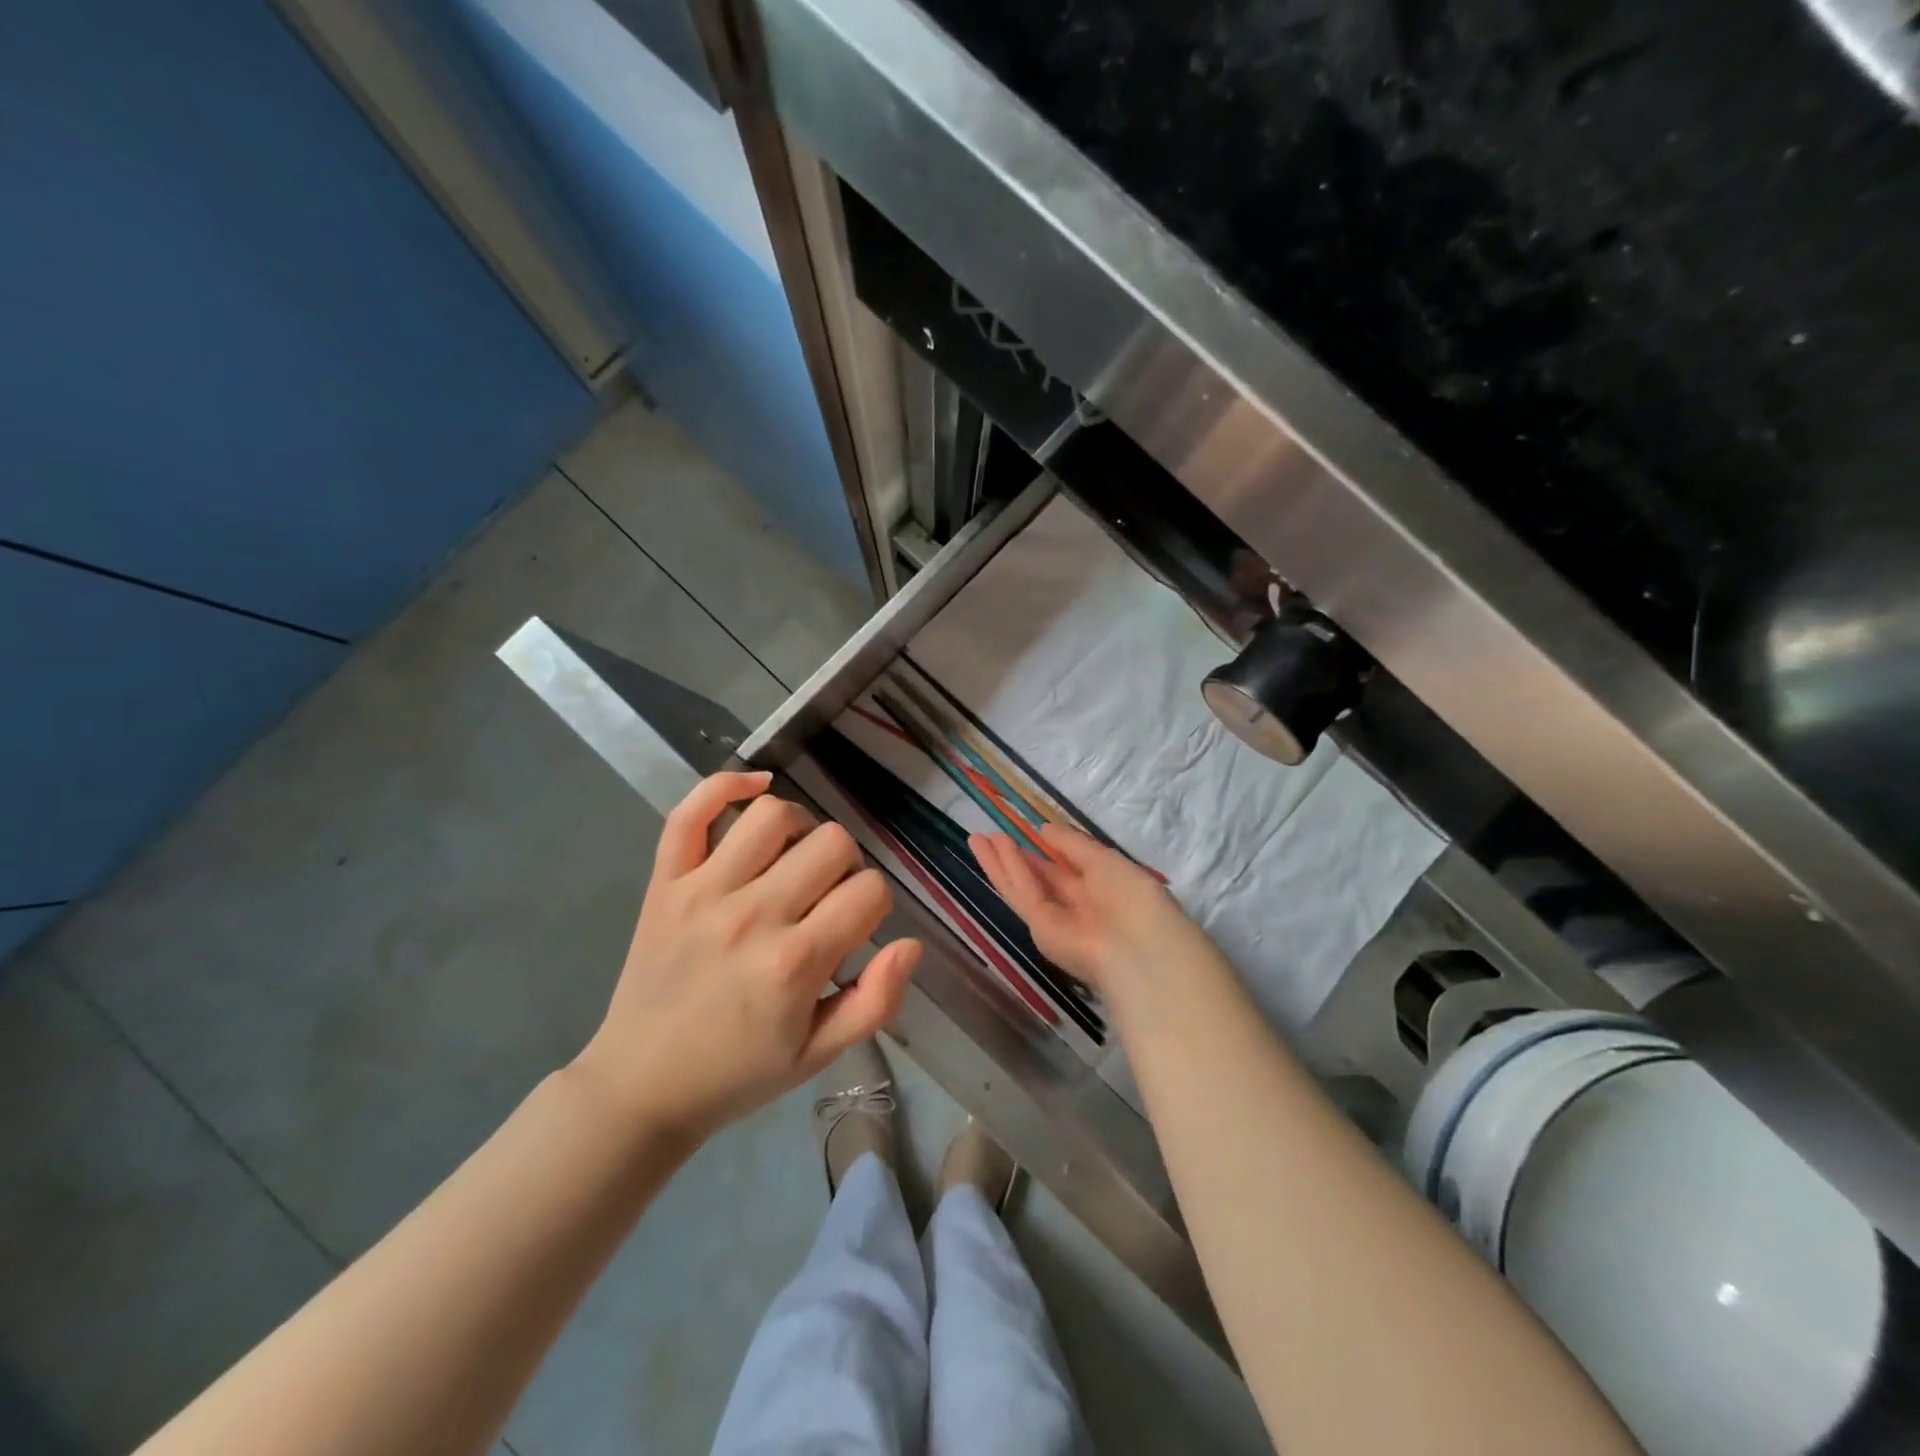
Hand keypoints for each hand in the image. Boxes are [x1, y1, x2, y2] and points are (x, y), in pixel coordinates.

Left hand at [574, 771, 920, 1145]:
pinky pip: (691, 811)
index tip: (853, 929)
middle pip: (832, 842)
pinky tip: (755, 788)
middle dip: (845, 867)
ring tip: (792, 860)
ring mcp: (703, 891)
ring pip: (773, 814)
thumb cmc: (737, 1073)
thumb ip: (876, 1002)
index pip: (870, 890)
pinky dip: (726, 785)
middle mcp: (752, 914)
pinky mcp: (665, 881)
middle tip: (824, 899)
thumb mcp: (819, 1055)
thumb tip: (910, 943)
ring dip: (799, 829)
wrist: (640, 1086)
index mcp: (795, 962)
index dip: (875, 905)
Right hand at [970, 823, 1224, 1002]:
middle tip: (990, 836)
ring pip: (1022, 886)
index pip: (1068, 870)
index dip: (1048, 852)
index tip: (1030, 833)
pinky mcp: (1040, 930)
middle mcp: (1076, 907)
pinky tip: (993, 850)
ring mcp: (1056, 920)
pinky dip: (1007, 871)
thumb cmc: (1133, 897)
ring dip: (1000, 862)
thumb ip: (1072, 844)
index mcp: (1101, 891)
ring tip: (977, 839)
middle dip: (1015, 858)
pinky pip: (1022, 894)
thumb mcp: (1105, 860)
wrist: (1139, 948)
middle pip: (1039, 879)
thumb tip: (1044, 829)